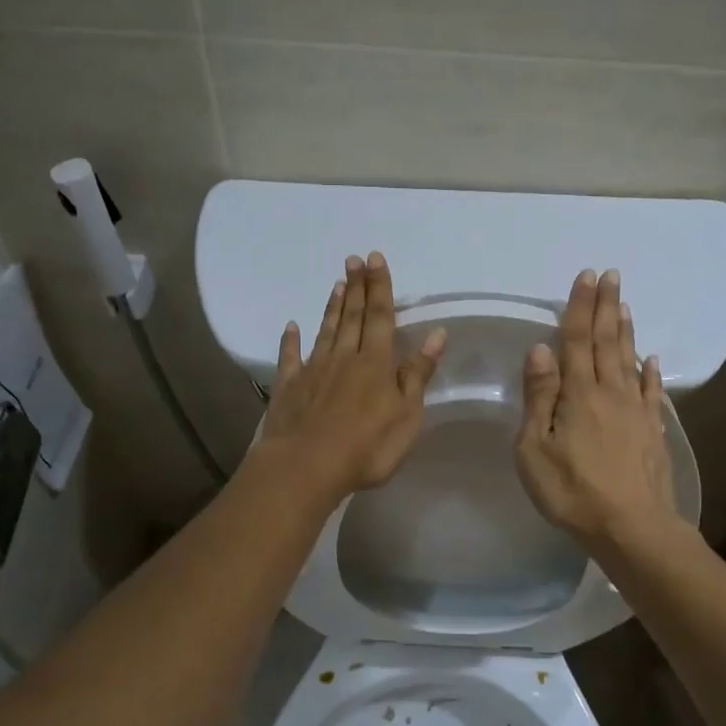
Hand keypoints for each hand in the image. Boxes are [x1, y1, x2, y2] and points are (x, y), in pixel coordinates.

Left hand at [259, 252, 445, 499]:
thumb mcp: (406, 415)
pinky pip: (290, 357)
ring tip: (336, 284)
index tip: (375, 259)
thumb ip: (418, 373)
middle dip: (356, 287)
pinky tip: (291, 326)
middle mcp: (344, 357)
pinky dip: (290, 340)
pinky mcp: (289, 387)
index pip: (380, 316)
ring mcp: (313, 370)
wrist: (306, 466)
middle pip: (352, 317)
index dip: (380, 287)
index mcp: (375, 363)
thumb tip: (436, 334)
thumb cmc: (367, 446)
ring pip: (325, 331)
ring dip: (332, 307)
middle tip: (354, 260)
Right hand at [514, 269, 681, 553]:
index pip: (578, 340)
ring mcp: (637, 411)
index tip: (588, 276)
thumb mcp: (536, 449)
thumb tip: (541, 350)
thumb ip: (540, 397)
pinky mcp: (652, 432)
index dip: (581, 307)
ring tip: (625, 305)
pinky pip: (652, 393)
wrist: (632, 527)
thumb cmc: (572, 491)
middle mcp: (611, 393)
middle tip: (612, 275)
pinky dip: (651, 373)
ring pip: (630, 361)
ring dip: (627, 331)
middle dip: (607, 306)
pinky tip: (651, 360)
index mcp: (579, 394)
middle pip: (609, 342)